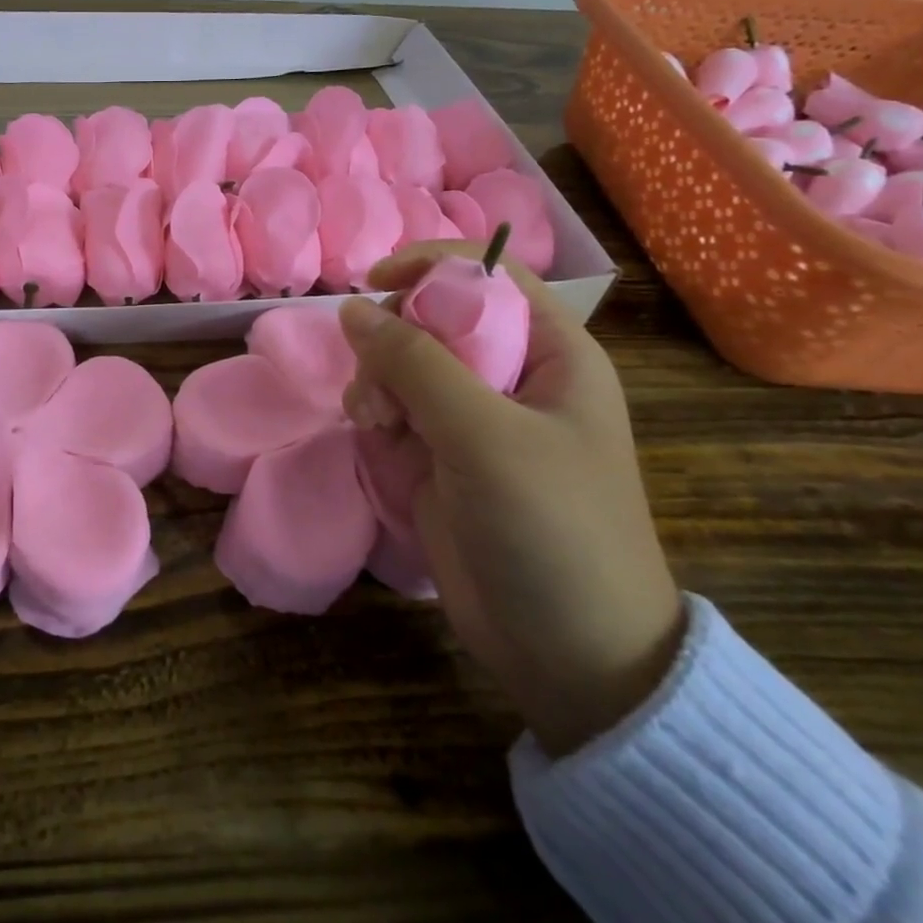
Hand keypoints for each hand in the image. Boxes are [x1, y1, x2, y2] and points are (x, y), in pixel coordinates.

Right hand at [339, 245, 683, 756]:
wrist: (571, 655)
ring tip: (376, 421)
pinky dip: (373, 410)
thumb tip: (352, 307)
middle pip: (432, 315)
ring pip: (402, 360)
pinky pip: (392, 403)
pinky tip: (373, 436)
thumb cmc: (551, 529)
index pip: (486, 274)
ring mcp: (472, 416)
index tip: (374, 283)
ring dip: (376, 379)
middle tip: (380, 383)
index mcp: (551, 353)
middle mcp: (511, 374)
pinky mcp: (439, 453)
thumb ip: (416, 363)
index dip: (430, 267)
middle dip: (394, 339)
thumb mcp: (485, 435)